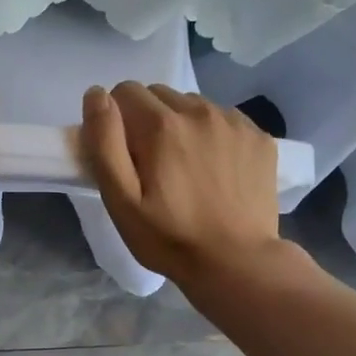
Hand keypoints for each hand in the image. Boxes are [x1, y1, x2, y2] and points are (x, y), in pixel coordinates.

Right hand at [79, 82, 284, 285]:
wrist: (236, 262)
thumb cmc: (169, 237)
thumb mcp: (121, 200)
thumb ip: (105, 142)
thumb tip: (96, 95)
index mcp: (161, 125)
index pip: (125, 92)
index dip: (117, 121)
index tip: (124, 156)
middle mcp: (199, 111)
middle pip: (159, 95)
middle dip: (147, 121)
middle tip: (152, 165)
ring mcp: (234, 122)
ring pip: (192, 105)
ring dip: (181, 125)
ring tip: (185, 168)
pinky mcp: (259, 137)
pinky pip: (224, 119)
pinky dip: (212, 135)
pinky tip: (215, 170)